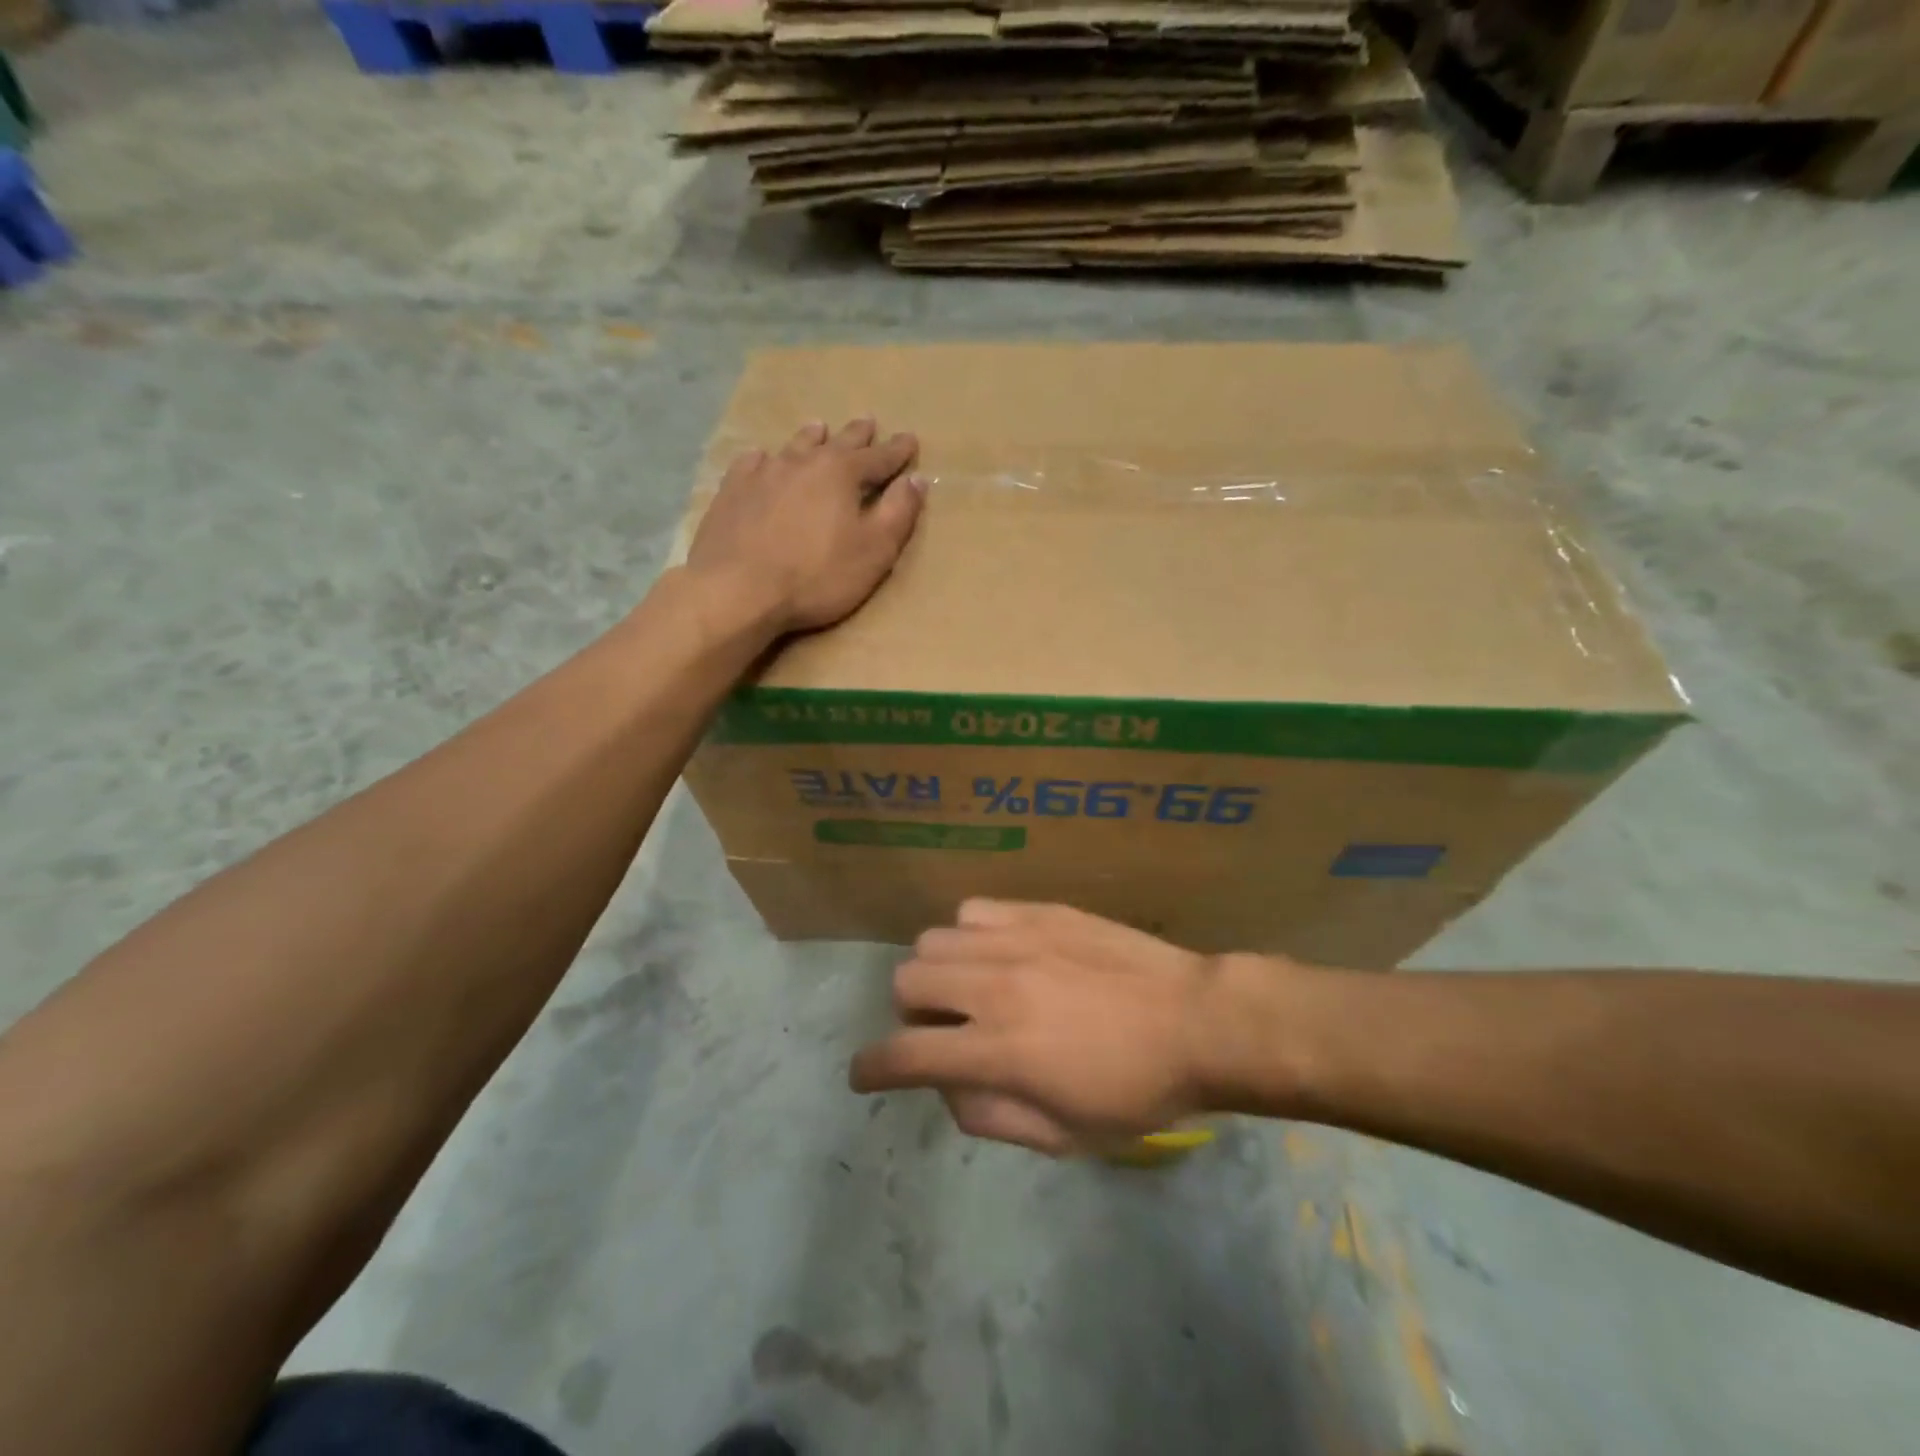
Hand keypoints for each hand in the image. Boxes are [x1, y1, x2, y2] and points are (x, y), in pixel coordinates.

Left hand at [686, 418, 923, 635]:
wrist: (737, 590)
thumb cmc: (816, 576)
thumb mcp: (874, 551)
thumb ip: (898, 513)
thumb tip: (916, 479)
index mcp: (842, 473)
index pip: (879, 457)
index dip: (898, 451)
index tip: (910, 440)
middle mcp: (803, 462)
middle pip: (837, 442)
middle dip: (857, 434)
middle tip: (868, 422)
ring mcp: (763, 473)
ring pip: (794, 446)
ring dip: (811, 437)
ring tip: (818, 427)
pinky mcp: (732, 491)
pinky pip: (752, 464)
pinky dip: (764, 459)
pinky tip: (762, 459)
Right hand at [849, 900, 1226, 1154]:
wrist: (1196, 1020)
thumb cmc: (1135, 1091)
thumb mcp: (1064, 1136)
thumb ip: (991, 1117)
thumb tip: (947, 1089)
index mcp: (1000, 1051)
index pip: (905, 1056)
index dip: (871, 1069)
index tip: (865, 1074)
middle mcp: (994, 988)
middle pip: (906, 982)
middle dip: (911, 1016)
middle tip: (947, 1031)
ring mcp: (1016, 941)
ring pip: (933, 941)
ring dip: (939, 973)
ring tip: (973, 988)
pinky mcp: (1039, 911)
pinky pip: (973, 911)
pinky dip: (971, 936)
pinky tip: (999, 953)